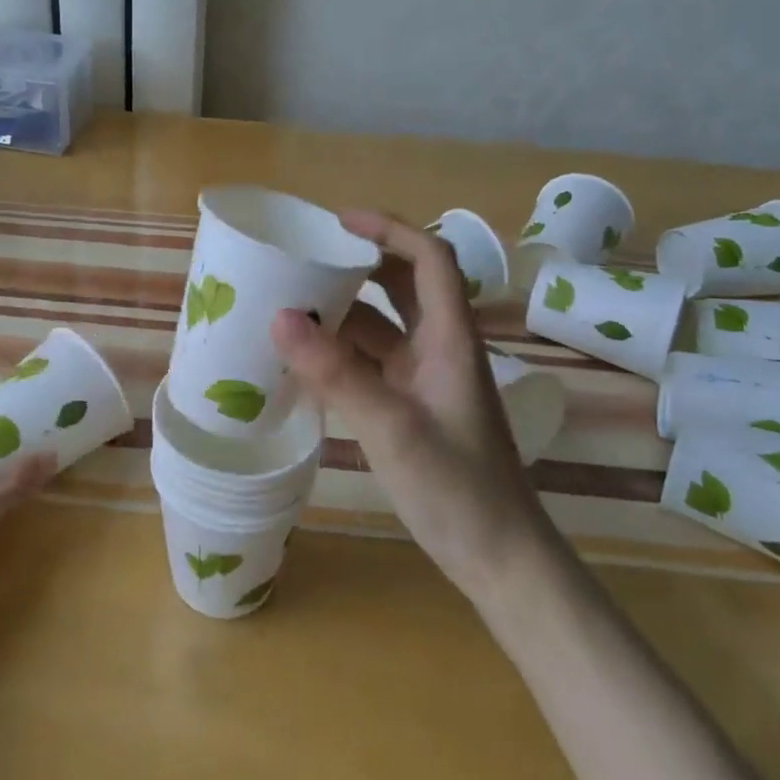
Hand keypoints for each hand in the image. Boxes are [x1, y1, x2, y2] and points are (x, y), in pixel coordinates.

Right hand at [270, 211, 552, 598]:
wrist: (500, 559)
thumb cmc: (459, 489)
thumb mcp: (393, 428)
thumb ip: (336, 373)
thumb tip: (279, 318)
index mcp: (450, 339)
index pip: (430, 259)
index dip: (390, 229)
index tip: (338, 221)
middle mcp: (439, 348)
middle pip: (403, 284)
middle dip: (358, 263)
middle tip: (304, 257)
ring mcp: (424, 379)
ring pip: (382, 326)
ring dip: (343, 311)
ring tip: (289, 302)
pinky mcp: (410, 406)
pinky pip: (370, 362)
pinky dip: (339, 352)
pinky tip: (302, 358)